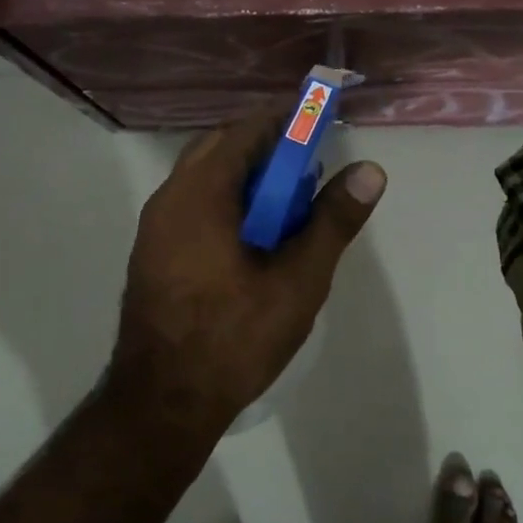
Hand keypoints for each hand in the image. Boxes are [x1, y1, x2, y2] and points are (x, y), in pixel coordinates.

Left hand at [112, 112, 386, 432]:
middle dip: (266, 149)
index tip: (320, 122)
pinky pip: (192, 206)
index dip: (286, 120)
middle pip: (220, 149)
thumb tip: (369, 171)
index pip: (246, 131)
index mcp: (200, 193)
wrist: (163, 401)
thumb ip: (333, 221)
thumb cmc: (234, 337)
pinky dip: (225, 203)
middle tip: (308, 169)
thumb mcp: (298, 281)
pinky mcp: (152, 253)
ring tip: (288, 207)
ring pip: (204, 179)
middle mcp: (169, 198)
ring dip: (246, 178)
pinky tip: (253, 240)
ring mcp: (155, 227)